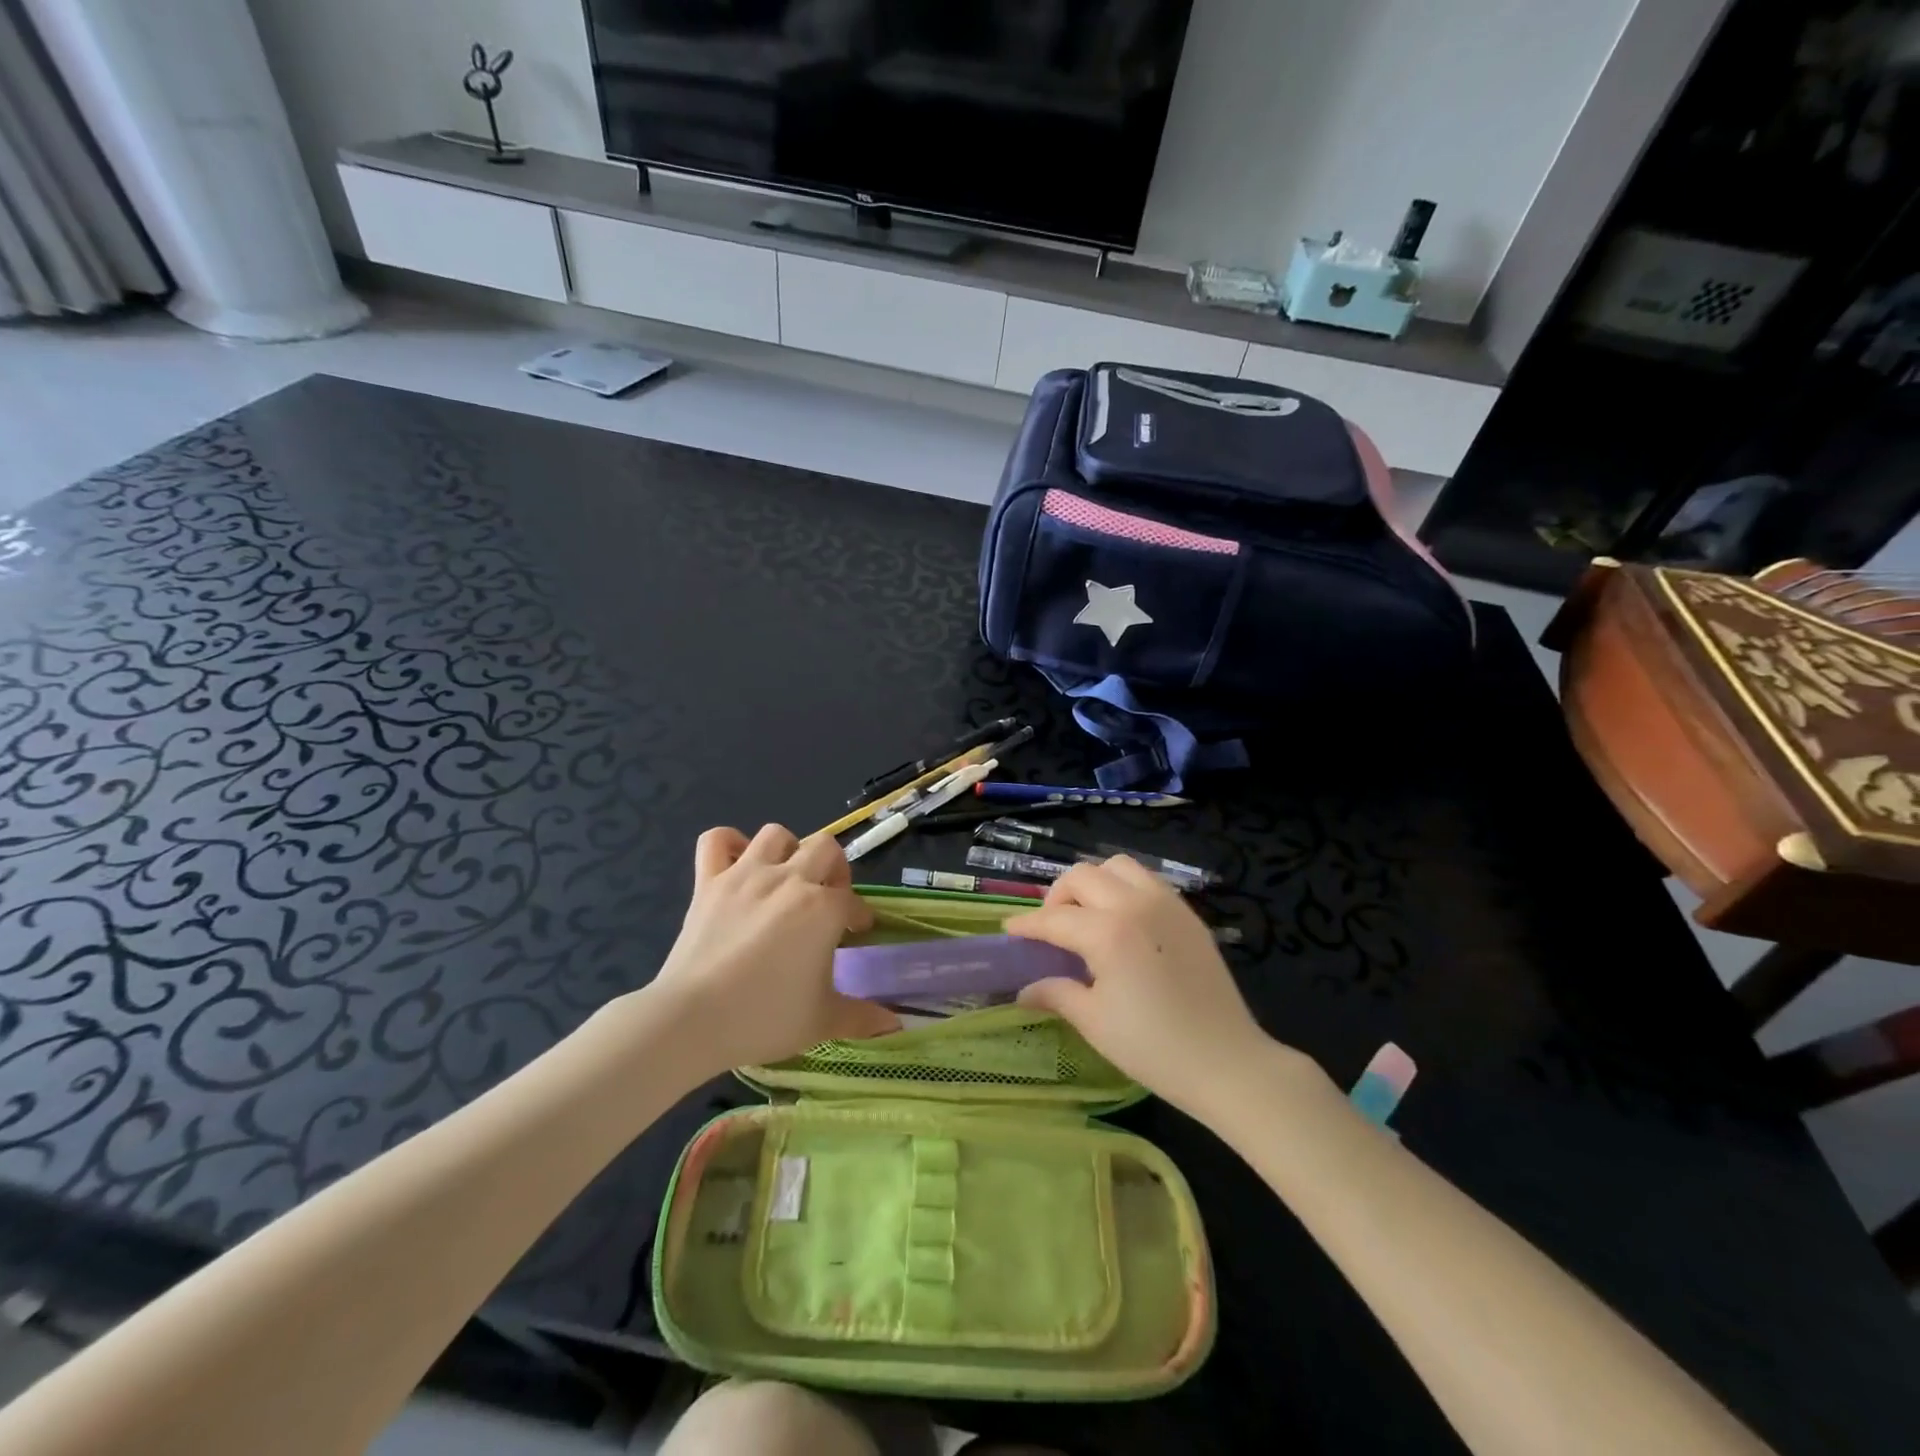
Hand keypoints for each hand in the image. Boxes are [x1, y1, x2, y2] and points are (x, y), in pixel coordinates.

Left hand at [647, 824, 897, 1073]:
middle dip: (833, 870)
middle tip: (826, 899)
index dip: (857, 917)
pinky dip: (729, 844)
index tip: (855, 934)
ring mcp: (745, 875)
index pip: (852, 901)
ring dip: (788, 851)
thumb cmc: (764, 1018)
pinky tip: (738, 863)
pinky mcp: (708, 882)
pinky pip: (716, 840)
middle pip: (825, 848)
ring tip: (786, 878)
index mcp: (823, 909)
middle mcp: (789, 880)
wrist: (691, 1020)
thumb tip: (895, 1024)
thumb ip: (862, 1017)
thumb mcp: (822, 1021)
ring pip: (776, 834)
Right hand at [1007, 857, 1289, 1119]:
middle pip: (1082, 876)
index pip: (1054, 919)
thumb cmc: (1154, 1049)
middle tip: (1051, 928)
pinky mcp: (1188, 914)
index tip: (1010, 931)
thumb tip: (1024, 989)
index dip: (1027, 925)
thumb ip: (1056, 994)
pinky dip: (1124, 888)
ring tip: (1088, 917)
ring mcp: (1166, 904)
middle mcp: (1135, 905)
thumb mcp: (1095, 1023)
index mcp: (1108, 933)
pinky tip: (1122, 922)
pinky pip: (1147, 881)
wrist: (1228, 1063)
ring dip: (1094, 883)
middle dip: (1057, 897)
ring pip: (1117, 867)